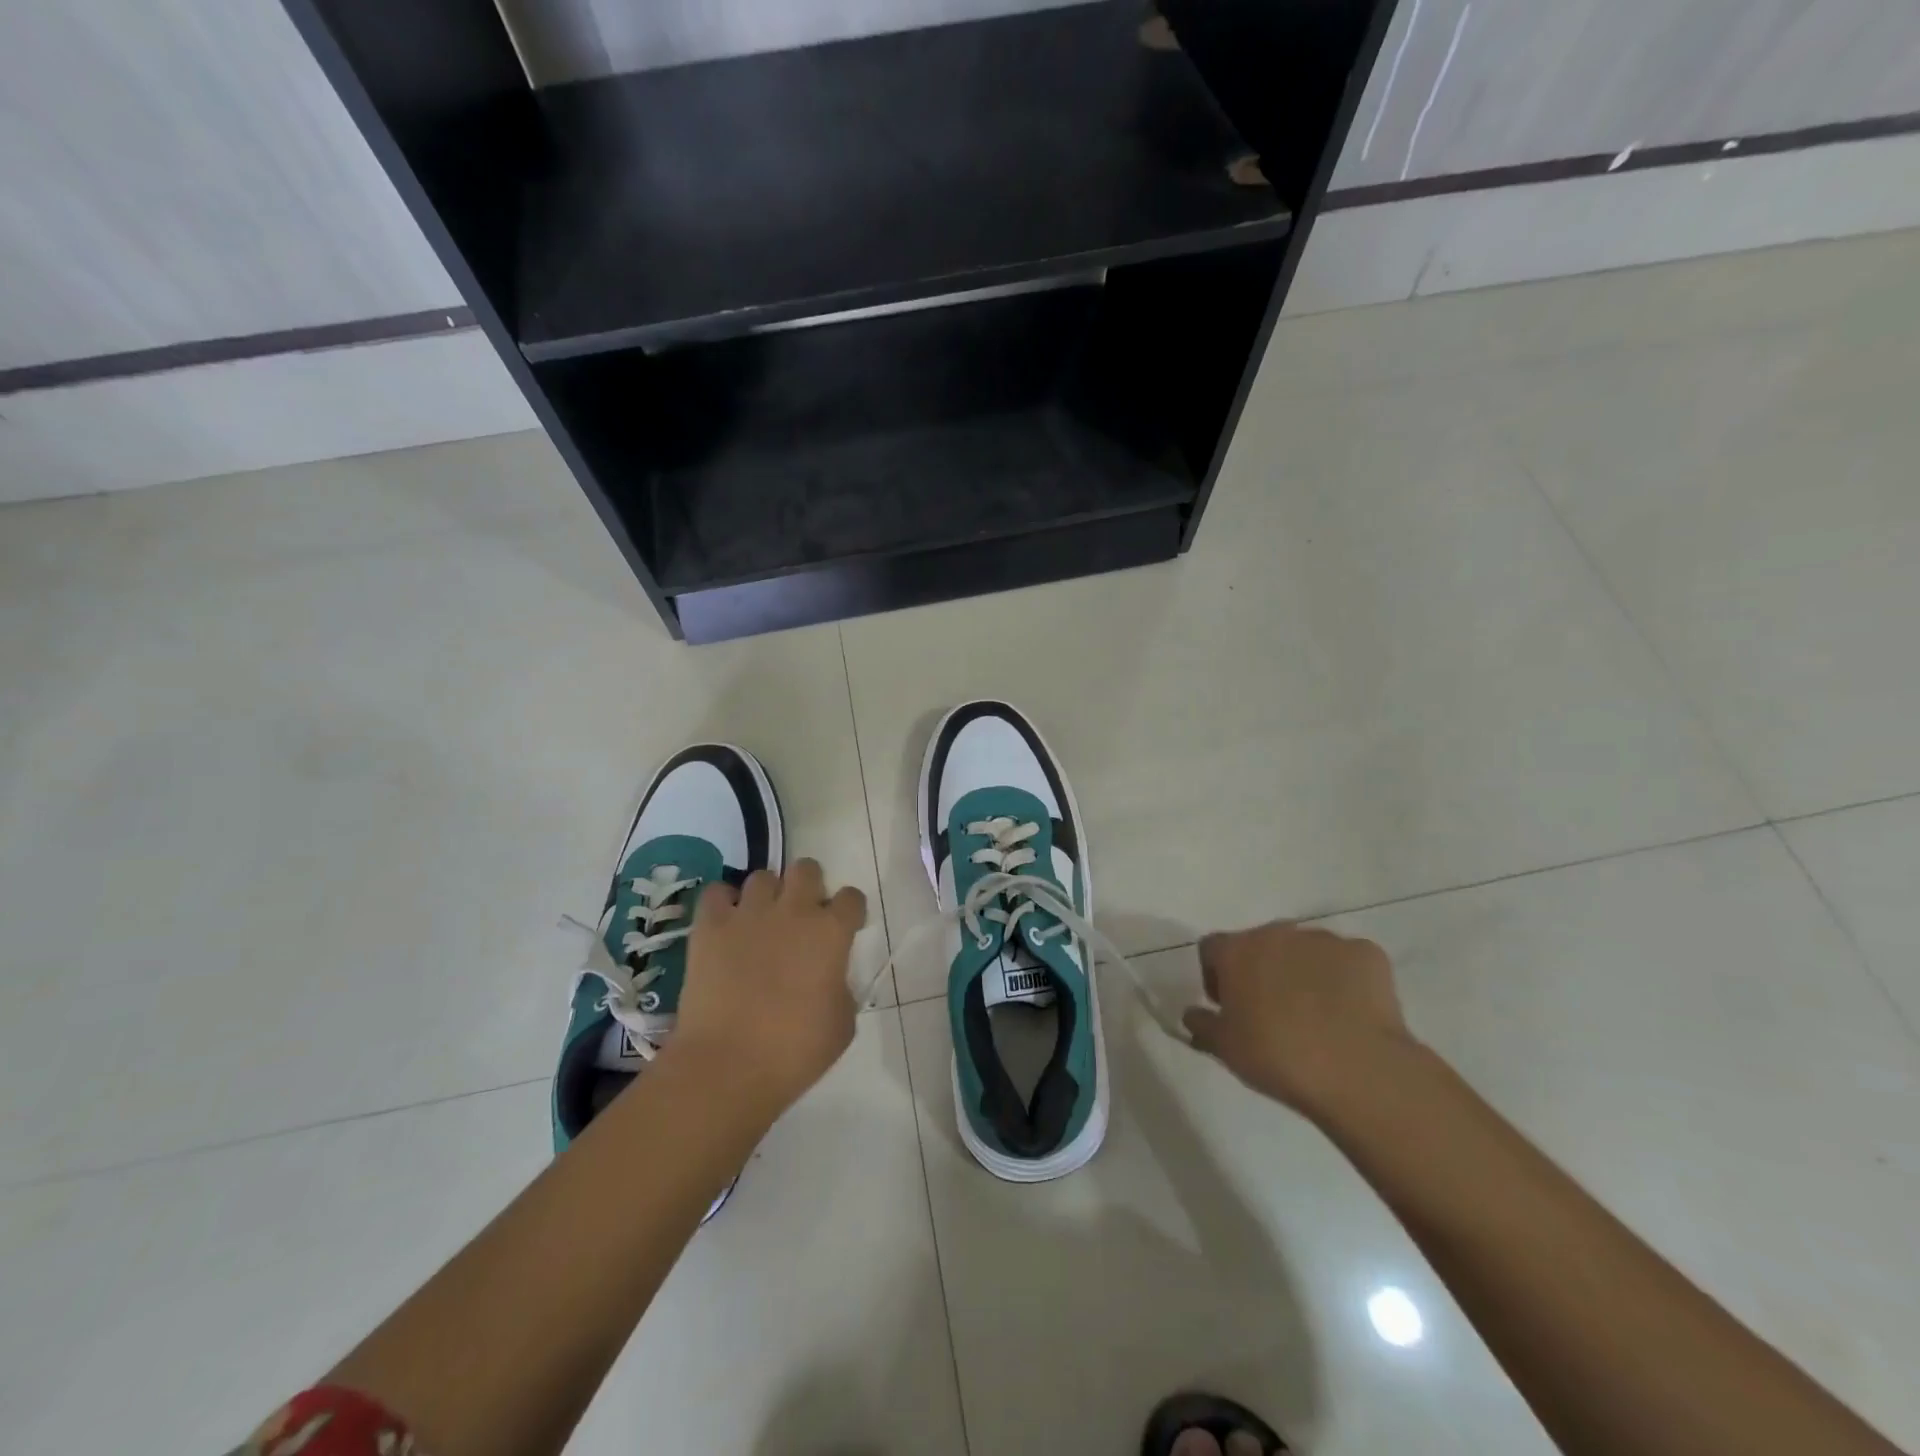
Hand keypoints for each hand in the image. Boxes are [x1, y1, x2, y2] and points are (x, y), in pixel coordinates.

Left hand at [669, 859, 867, 1121]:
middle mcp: (794, 911)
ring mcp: (749, 913)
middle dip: (808, 886)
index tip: (846, 928)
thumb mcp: (842, 1025)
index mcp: (831, 933)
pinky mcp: (710, 926)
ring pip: (762, 876)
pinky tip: (725, 923)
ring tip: (760, 921)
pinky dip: (723, 902)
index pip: (852, 898)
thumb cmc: (794, 1052)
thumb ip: (842, 989)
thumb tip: (830, 979)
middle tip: (802, 916)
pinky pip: (717, 892)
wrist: (728, 1065)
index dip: (850, 911)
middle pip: (806, 869)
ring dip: (767, 895)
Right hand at [1183, 921, 1415, 1119]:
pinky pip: (1347, 961)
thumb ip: (1202, 1025)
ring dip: (1302, 972)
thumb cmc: (1277, 1056)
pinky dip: (1345, 980)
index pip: (1212, 948)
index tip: (1228, 1007)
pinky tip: (1351, 1013)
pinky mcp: (1366, 953)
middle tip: (1271, 1012)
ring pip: (1304, 951)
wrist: (1358, 1069)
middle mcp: (1276, 933)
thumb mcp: (1225, 1049)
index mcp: (1236, 950)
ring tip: (1316, 1016)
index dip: (1215, 975)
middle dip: (1261, 970)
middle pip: (1260, 945)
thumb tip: (1192, 1014)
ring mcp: (1324, 940)